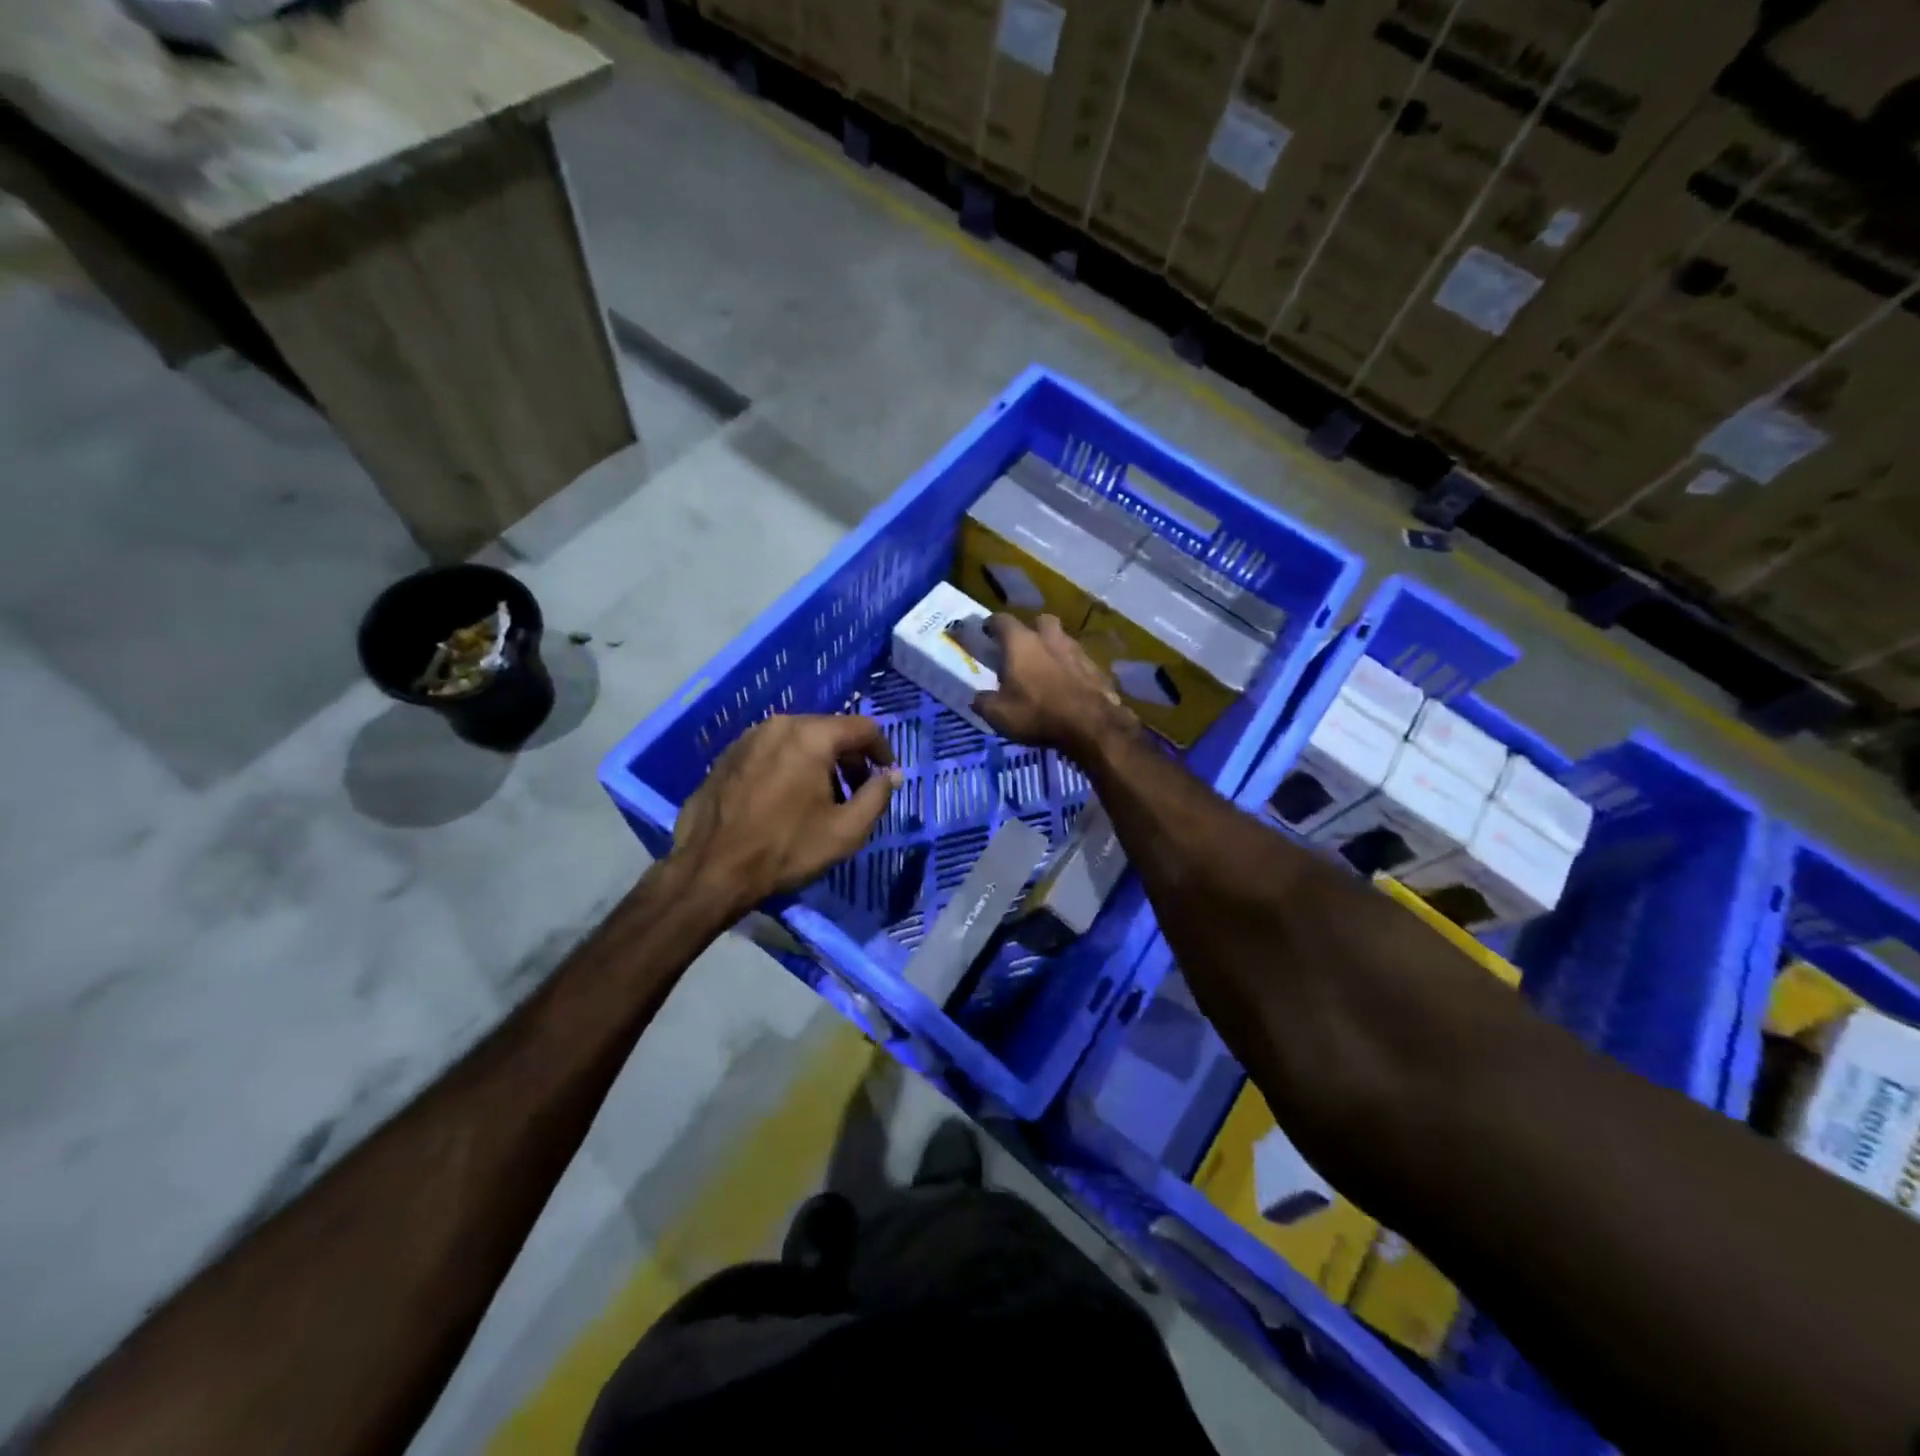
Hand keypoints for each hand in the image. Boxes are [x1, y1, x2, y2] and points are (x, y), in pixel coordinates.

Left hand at [672, 714, 900, 914]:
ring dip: (819, 763)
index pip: (863, 727)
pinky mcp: (727, 756)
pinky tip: (786, 801)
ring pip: (798, 739)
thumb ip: (876, 797)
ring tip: (821, 800)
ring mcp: (748, 738)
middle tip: (856, 792)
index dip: (882, 751)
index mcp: (811, 736)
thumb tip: (891, 775)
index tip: (886, 776)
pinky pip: (771, 751)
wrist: (710, 870)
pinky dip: (789, 766)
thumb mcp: (845, 831)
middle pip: (829, 730)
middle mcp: (779, 725)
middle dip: (850, 758)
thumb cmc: (785, 849)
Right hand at [972, 613, 1137, 758]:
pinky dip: (1071, 667)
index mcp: (1020, 643)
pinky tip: (1068, 684)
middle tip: (1023, 647)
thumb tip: (978, 698)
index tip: (986, 631)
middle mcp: (1049, 637)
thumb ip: (984, 702)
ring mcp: (1076, 650)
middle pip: (1039, 621)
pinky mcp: (1096, 667)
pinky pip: (1079, 661)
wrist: (1091, 725)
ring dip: (1053, 648)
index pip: (1001, 620)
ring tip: (1046, 667)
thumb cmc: (1037, 713)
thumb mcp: (999, 714)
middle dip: (1030, 630)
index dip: (991, 624)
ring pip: (1062, 639)